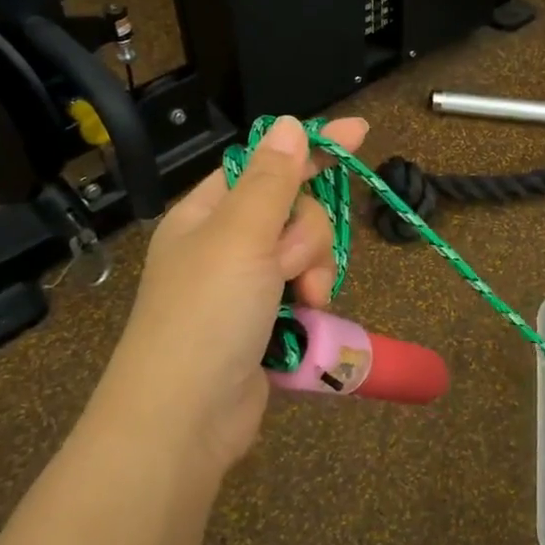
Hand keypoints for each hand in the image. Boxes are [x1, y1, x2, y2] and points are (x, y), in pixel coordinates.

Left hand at [98, 115, 368, 478]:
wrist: (184, 420)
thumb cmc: (206, 314)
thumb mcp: (239, 236)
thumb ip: (271, 179)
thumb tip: (287, 124)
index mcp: (207, 213)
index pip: (265, 165)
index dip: (311, 149)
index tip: (360, 133)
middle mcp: (225, 244)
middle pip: (294, 211)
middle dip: (307, 235)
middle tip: (291, 266)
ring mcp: (245, 286)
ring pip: (306, 253)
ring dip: (314, 271)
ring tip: (304, 301)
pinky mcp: (265, 322)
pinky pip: (304, 291)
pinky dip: (311, 303)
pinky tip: (308, 320)